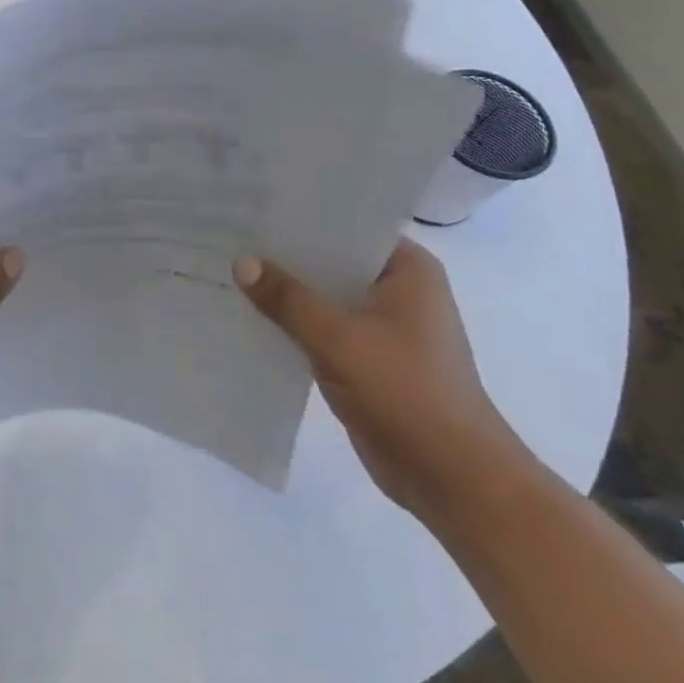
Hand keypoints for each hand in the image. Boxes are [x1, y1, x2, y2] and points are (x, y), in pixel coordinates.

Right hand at [234, 239, 530, 526]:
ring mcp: (385, 326)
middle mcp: (399, 290)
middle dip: (287, 254)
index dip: (302, 215)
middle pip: (333, 260)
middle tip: (232, 233)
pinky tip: (251, 315)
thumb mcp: (337, 338)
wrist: (452, 478)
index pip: (348, 225)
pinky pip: (324, 328)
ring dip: (288, 291)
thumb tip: (241, 262)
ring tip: (231, 268)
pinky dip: (295, 323)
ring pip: (326, 296)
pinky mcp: (369, 359)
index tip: (256, 204)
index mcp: (408, 270)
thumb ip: (287, 298)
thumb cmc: (405, 391)